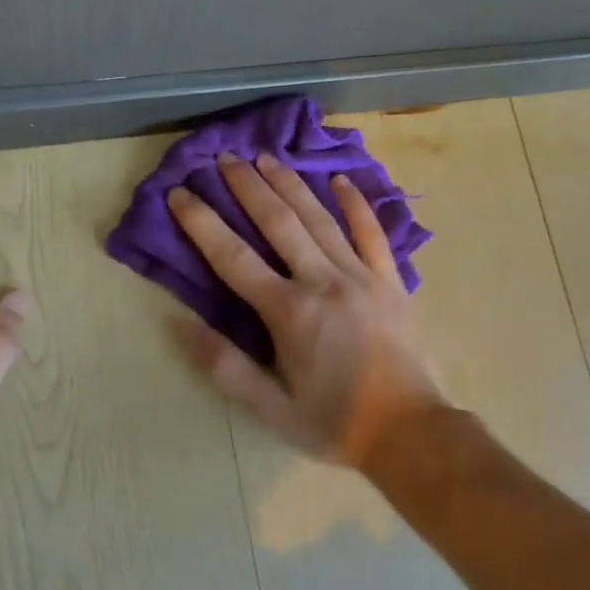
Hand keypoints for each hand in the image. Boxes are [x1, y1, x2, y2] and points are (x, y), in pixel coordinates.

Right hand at [166, 152, 448, 466]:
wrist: (410, 432)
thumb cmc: (335, 424)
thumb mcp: (271, 409)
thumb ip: (225, 366)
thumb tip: (180, 323)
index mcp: (289, 313)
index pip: (234, 258)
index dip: (202, 223)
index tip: (180, 194)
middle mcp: (324, 282)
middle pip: (279, 223)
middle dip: (248, 187)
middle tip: (225, 157)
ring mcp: (362, 276)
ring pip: (320, 219)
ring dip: (291, 185)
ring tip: (267, 157)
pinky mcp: (390, 280)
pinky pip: (372, 233)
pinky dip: (356, 204)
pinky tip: (341, 180)